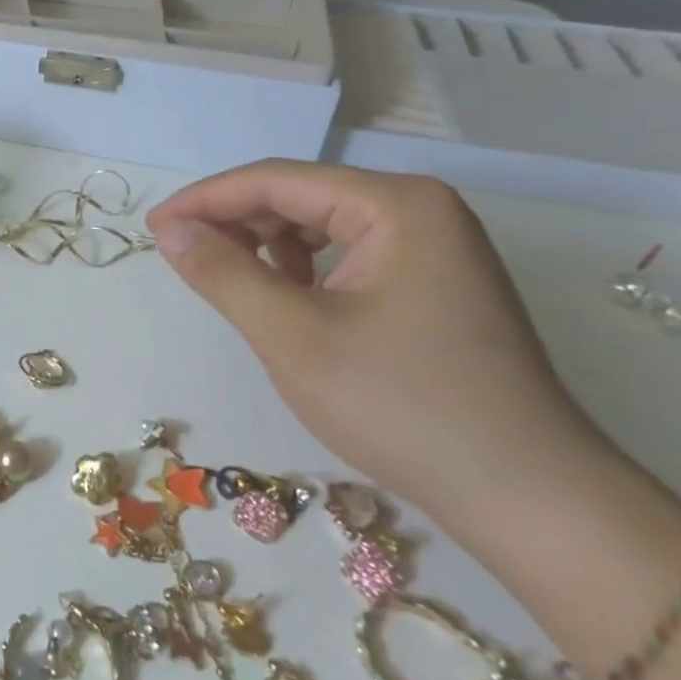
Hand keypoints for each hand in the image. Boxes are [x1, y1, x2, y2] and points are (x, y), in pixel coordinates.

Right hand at [147, 161, 607, 520]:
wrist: (528, 498)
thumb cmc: (401, 405)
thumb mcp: (291, 335)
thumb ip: (221, 272)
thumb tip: (169, 228)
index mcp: (395, 205)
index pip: (275, 181)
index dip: (205, 200)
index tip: (152, 228)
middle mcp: (419, 210)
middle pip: (299, 197)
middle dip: (235, 223)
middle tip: (181, 257)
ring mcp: (434, 247)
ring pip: (321, 226)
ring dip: (266, 247)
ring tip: (228, 281)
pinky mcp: (434, 284)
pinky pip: (347, 256)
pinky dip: (303, 271)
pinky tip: (284, 301)